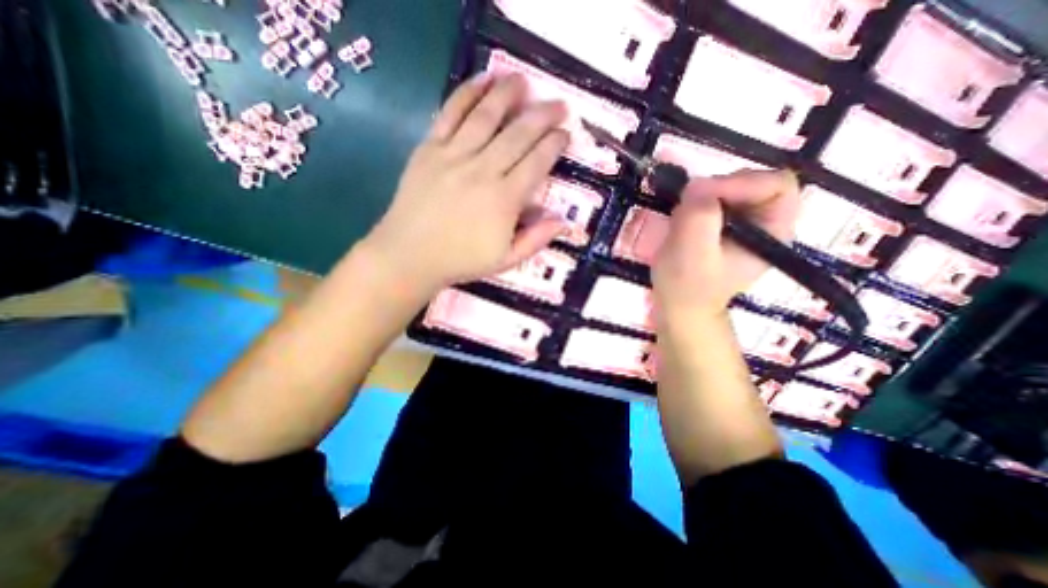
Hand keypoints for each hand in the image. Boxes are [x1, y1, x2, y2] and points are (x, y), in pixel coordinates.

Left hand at [360, 70, 572, 294]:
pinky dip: (467, 93)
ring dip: (508, 94)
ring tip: (523, 80)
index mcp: (504, 200)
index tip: (565, 134)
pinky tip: (482, 80)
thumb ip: (536, 240)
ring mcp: (453, 156)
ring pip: (486, 116)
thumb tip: (564, 221)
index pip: (537, 163)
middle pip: (518, 134)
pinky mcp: (429, 149)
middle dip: (543, 116)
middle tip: (559, 104)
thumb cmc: (461, 260)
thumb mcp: (506, 260)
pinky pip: (450, 114)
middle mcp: (483, 171)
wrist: (409, 255)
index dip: (554, 145)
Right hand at [652, 168, 798, 316]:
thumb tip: (697, 184)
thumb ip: (699, 216)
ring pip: (729, 188)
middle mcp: (764, 222)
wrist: (679, 307)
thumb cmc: (687, 286)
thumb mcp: (691, 253)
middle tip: (687, 207)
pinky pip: (712, 199)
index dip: (740, 183)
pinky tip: (682, 223)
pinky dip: (694, 204)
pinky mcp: (722, 225)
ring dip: (701, 197)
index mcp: (773, 231)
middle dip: (716, 190)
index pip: (775, 184)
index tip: (701, 196)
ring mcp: (742, 223)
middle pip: (752, 181)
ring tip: (682, 220)